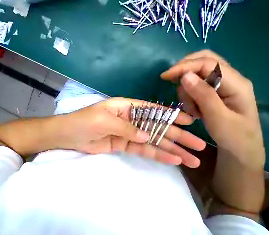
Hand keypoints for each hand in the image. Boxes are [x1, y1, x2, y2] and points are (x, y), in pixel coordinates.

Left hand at [57, 97, 205, 167]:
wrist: (69, 135)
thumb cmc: (85, 122)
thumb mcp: (106, 120)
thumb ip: (127, 127)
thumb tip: (147, 136)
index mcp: (125, 107)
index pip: (151, 109)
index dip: (170, 115)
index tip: (190, 121)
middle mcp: (129, 118)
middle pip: (156, 126)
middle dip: (177, 136)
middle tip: (199, 146)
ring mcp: (127, 132)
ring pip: (152, 140)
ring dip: (171, 148)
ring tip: (192, 159)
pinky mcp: (123, 144)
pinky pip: (142, 149)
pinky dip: (156, 154)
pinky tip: (173, 160)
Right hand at [160, 50, 264, 167]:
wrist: (242, 150)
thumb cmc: (234, 137)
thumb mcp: (218, 118)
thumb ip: (203, 95)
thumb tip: (185, 76)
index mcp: (236, 83)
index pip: (208, 63)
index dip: (184, 67)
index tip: (165, 76)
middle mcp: (231, 78)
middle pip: (204, 61)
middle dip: (185, 70)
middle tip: (172, 82)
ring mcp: (224, 84)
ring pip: (197, 73)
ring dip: (187, 88)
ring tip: (192, 108)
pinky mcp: (216, 91)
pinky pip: (197, 84)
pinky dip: (189, 93)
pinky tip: (193, 107)